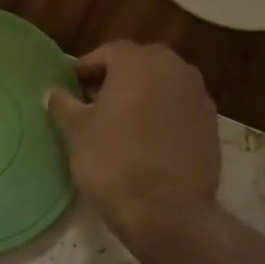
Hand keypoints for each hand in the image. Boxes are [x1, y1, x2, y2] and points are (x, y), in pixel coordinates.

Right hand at [46, 41, 219, 246]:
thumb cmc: (113, 163)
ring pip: (163, 84)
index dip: (87, 68)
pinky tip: (147, 141)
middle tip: (94, 104)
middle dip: (117, 79)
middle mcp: (175, 68)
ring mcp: (198, 95)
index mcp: (139, 62)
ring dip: (142, 96)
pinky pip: (179, 108)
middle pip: (140, 64)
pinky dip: (163, 115)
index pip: (109, 52)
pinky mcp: (211, 124)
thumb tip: (53, 92)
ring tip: (120, 124)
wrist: (167, 212)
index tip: (72, 89)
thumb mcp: (76, 132)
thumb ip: (63, 104)